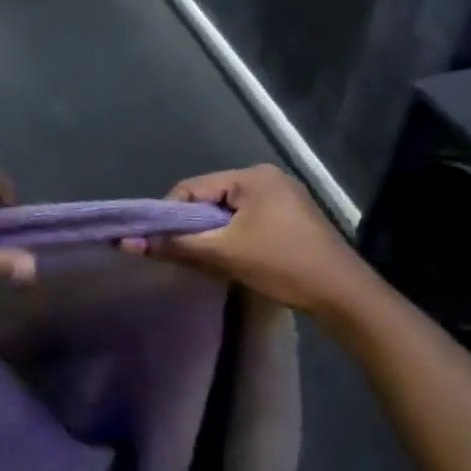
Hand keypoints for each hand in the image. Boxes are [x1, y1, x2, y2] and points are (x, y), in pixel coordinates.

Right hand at [136, 165, 372, 316]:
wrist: (342, 294)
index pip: (192, 187)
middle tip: (183, 255)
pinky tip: (233, 259)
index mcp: (252, 176)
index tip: (160, 244)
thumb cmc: (281, 264)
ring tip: (207, 260)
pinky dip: (233, 237)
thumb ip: (174, 245)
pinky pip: (248, 219)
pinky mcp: (292, 217)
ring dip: (212, 234)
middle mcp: (267, 177)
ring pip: (228, 211)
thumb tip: (128, 243)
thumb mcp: (223, 254)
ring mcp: (283, 196)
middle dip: (192, 226)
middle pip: (210, 197)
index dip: (169, 215)